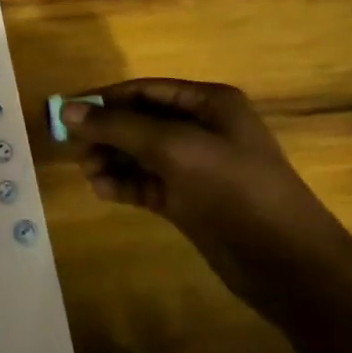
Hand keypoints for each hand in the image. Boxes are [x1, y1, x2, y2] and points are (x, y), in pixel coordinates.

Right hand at [63, 79, 348, 301]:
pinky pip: (146, 182)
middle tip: (74, 149)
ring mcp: (194, 167)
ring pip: (139, 154)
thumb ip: (118, 127)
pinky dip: (123, 184)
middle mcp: (201, 129)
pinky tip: (104, 190)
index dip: (105, 99)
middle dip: (106, 133)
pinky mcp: (188, 200)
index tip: (66, 113)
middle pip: (139, 121)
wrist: (285, 261)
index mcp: (208, 103)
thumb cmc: (233, 188)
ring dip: (111, 160)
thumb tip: (66, 110)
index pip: (145, 91)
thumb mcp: (173, 147)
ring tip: (90, 173)